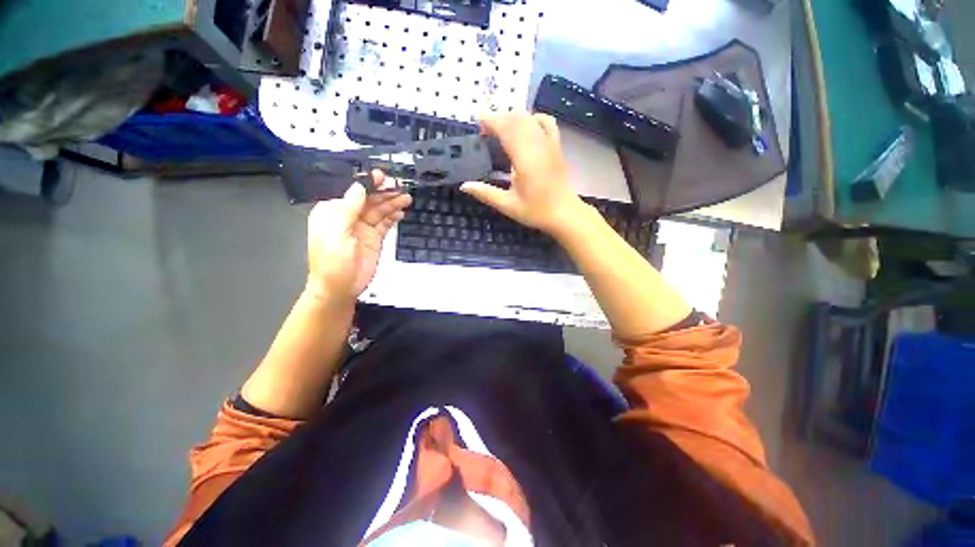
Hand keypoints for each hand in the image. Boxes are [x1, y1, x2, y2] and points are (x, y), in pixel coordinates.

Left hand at [305, 173, 411, 304]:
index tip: (382, 177)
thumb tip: (359, 187)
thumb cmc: (332, 262)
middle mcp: (349, 217)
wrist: (341, 288)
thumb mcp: (336, 233)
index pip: (353, 192)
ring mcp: (363, 228)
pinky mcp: (374, 238)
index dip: (368, 183)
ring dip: (392, 203)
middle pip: (369, 200)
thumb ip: (348, 208)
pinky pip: (385, 223)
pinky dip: (393, 217)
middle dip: (384, 192)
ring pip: (379, 210)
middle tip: (399, 186)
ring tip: (406, 198)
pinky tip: (401, 212)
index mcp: (333, 212)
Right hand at [460, 113, 584, 235]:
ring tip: (501, 128)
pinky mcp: (556, 145)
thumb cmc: (535, 210)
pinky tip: (525, 126)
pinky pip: (546, 121)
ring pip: (529, 117)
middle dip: (498, 117)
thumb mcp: (508, 205)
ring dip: (512, 117)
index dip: (490, 119)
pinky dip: (533, 117)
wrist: (564, 213)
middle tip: (485, 129)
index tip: (477, 119)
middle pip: (516, 118)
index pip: (506, 128)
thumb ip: (486, 193)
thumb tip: (464, 186)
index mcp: (524, 158)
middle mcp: (537, 145)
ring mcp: (549, 143)